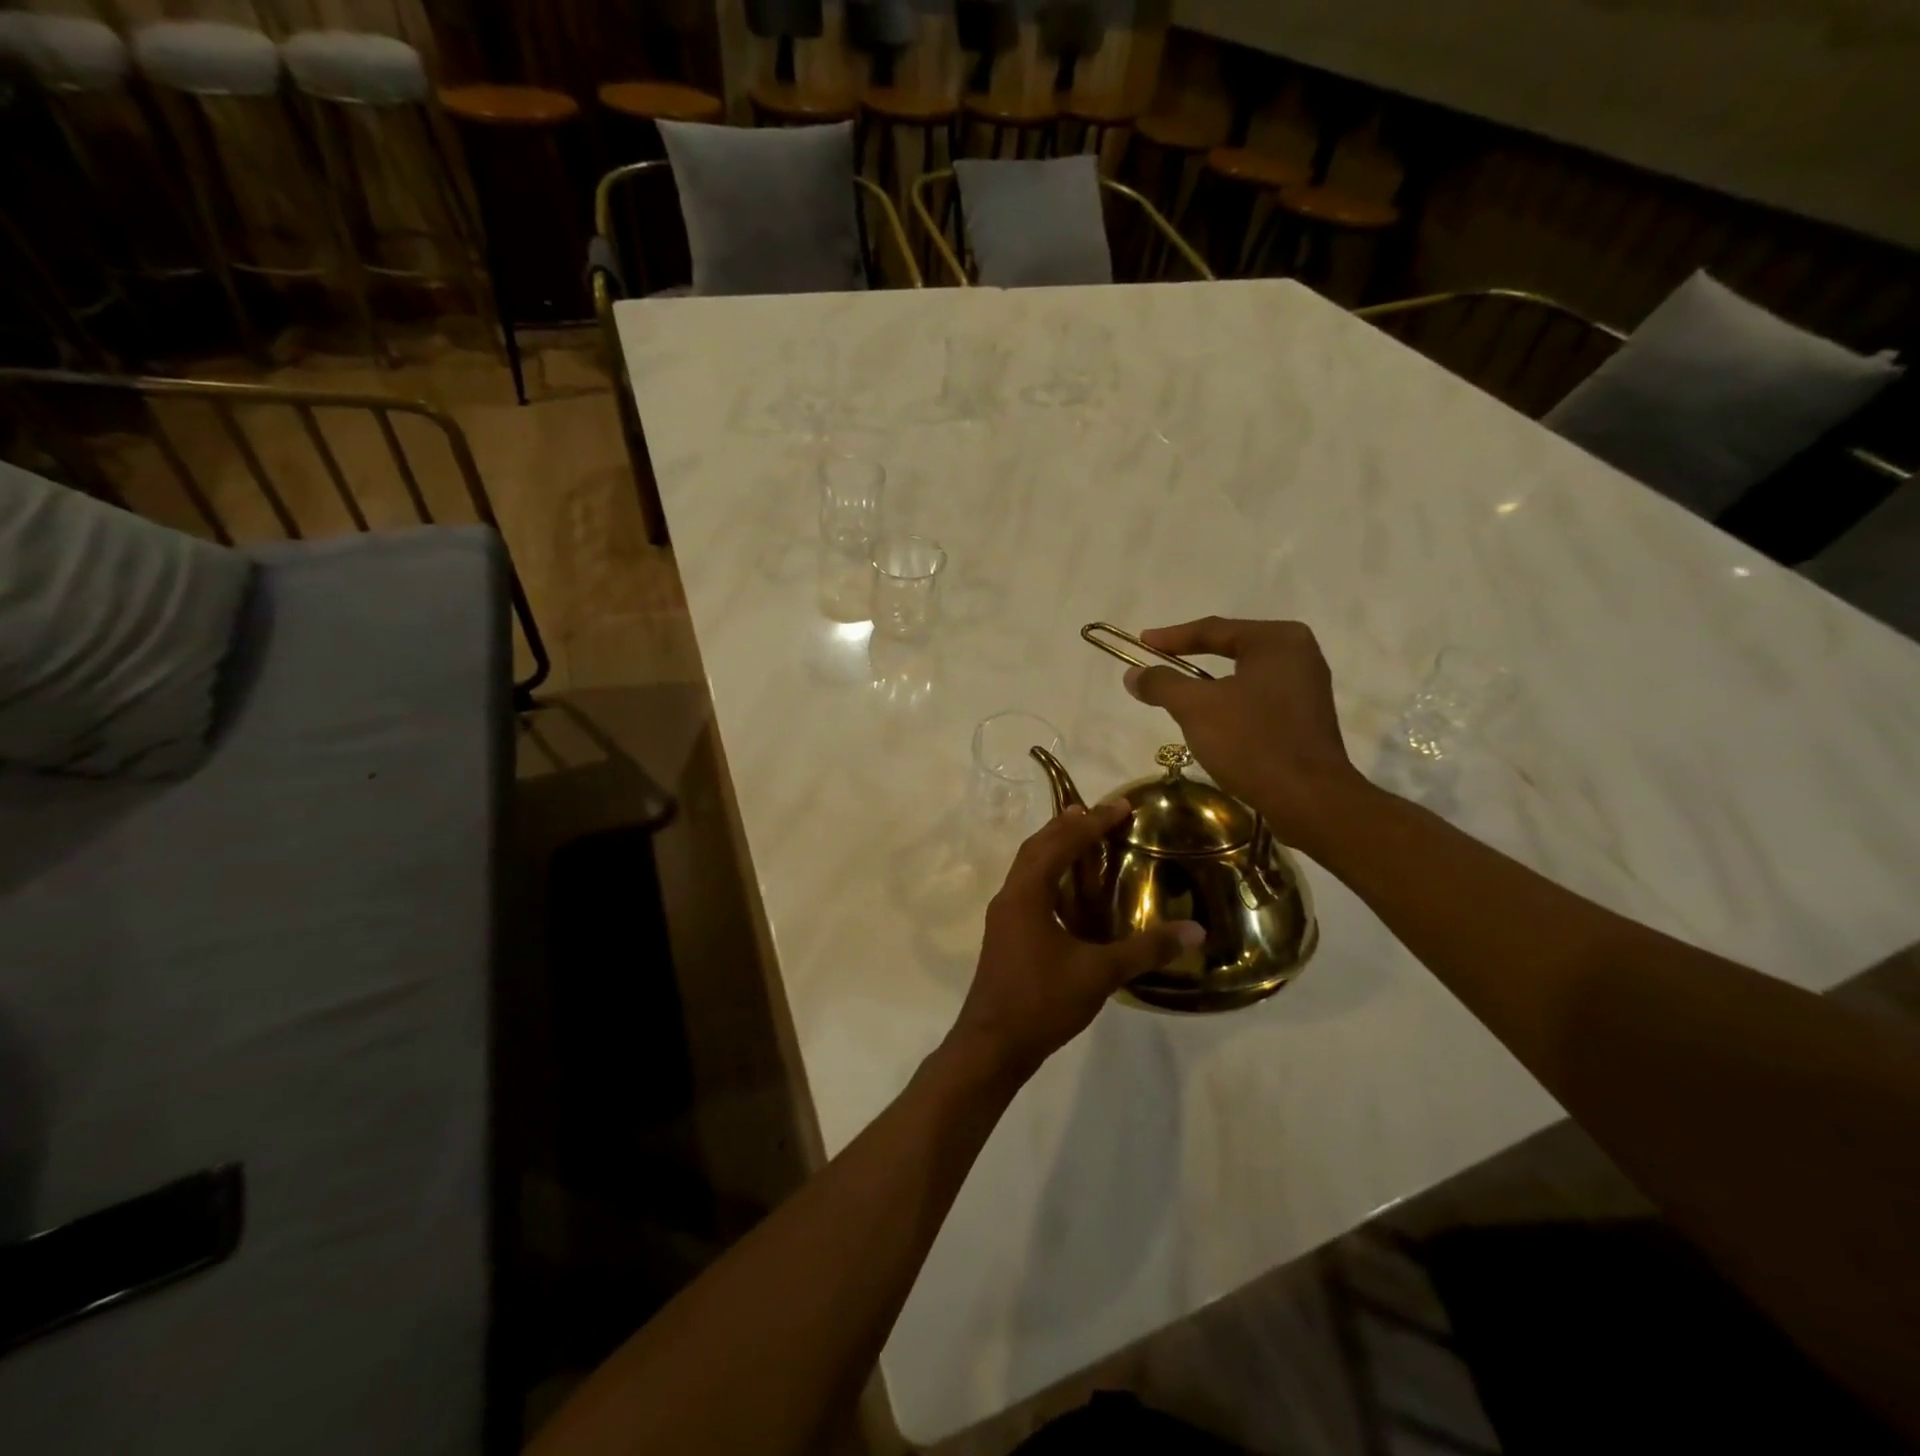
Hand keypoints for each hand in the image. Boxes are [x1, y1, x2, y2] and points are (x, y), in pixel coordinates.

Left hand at [949, 803, 1202, 1082]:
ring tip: (1083, 838)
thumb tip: (1195, 930)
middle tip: (1099, 813)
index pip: (1061, 844)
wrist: (992, 1045)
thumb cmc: (1042, 1001)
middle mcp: (1010, 896)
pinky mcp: (1004, 934)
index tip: (1121, 806)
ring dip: (1054, 848)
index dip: (1092, 823)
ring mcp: (1003, 916)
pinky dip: (1049, 874)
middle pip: (1037, 847)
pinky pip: (1027, 887)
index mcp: (1027, 894)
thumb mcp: (1099, 974)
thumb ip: (1146, 949)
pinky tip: (1068, 890)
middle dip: (1068, 826)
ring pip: (1028, 867)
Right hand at [1123, 617, 1363, 845]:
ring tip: (1178, 693)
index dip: (1171, 637)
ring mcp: (1307, 687)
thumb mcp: (1196, 708)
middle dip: (1192, 658)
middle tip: (1158, 663)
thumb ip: (1162, 684)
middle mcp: (1298, 654)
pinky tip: (1212, 720)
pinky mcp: (1306, 718)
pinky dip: (1230, 703)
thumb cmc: (1252, 742)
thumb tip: (1133, 674)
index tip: (1141, 643)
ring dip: (1210, 685)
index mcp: (1276, 640)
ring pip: (1244, 676)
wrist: (1309, 799)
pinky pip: (1258, 699)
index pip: (1213, 629)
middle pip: (1231, 648)